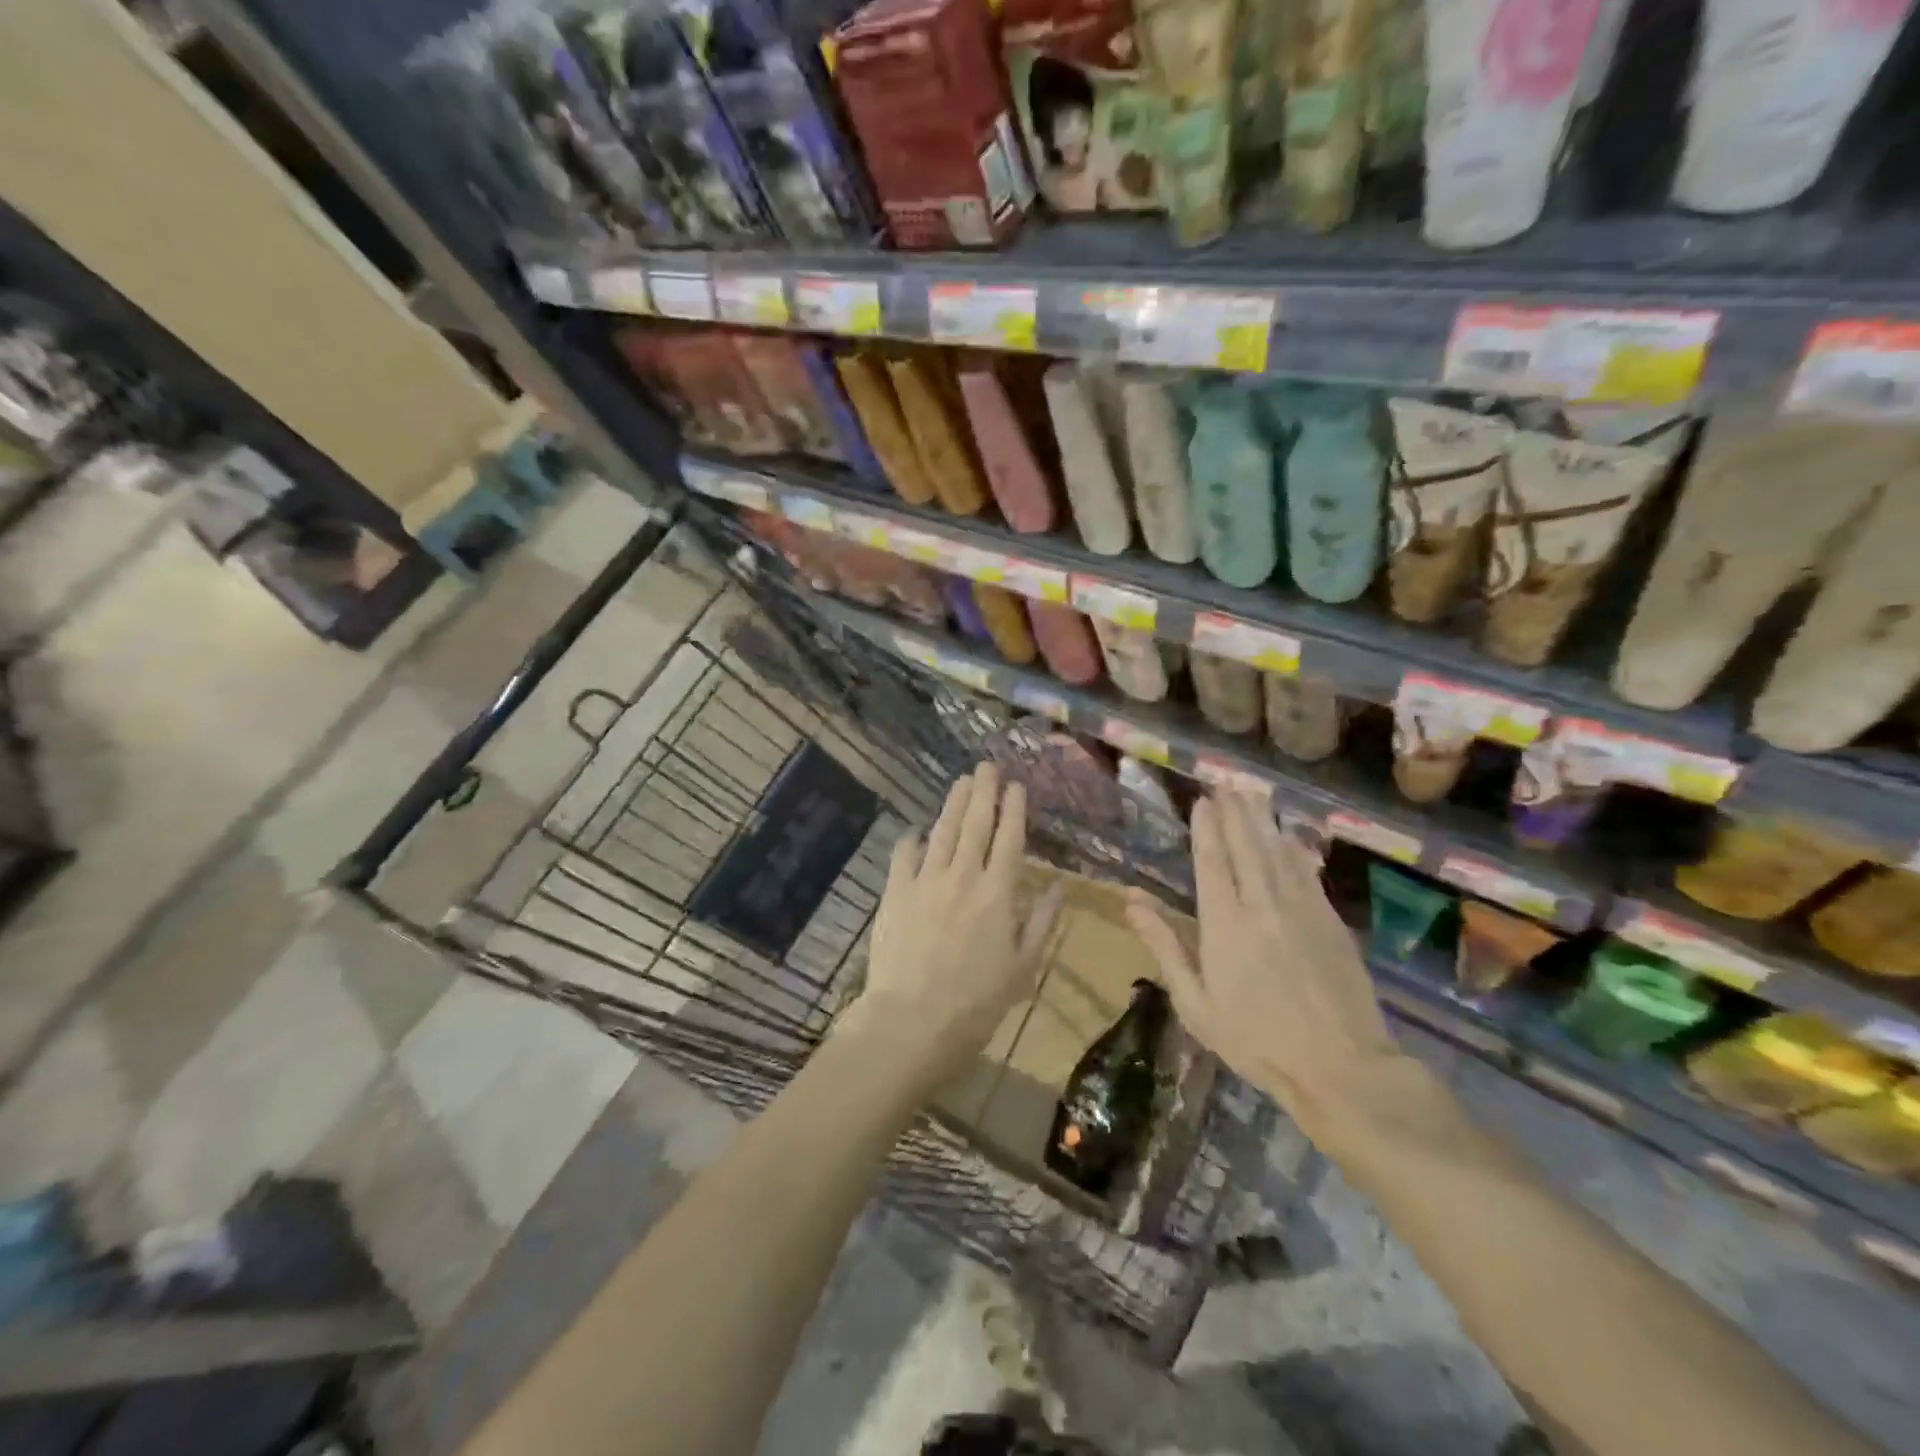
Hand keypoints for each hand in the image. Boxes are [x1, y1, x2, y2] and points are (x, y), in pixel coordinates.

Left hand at [845, 765, 1063, 1090]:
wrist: (913, 1021)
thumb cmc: (977, 1002)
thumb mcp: (1023, 967)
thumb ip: (1042, 922)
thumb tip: (1059, 886)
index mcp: (998, 893)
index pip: (1010, 839)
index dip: (1014, 809)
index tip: (1016, 786)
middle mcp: (963, 876)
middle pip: (975, 824)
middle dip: (983, 792)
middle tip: (986, 766)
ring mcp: (926, 881)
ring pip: (942, 832)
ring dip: (953, 804)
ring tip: (961, 782)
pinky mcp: (895, 893)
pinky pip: (904, 855)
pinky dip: (912, 840)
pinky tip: (917, 832)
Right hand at [1125, 791, 1399, 1134]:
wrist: (1342, 1067)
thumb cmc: (1256, 1041)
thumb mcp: (1196, 1004)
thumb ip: (1165, 946)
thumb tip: (1131, 900)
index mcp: (1225, 926)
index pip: (1212, 862)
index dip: (1206, 829)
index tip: (1202, 801)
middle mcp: (1262, 906)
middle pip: (1247, 846)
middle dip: (1235, 812)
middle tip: (1226, 783)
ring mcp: (1302, 910)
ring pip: (1278, 852)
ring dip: (1263, 820)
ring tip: (1251, 793)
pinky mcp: (1331, 920)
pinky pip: (1307, 872)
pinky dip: (1294, 848)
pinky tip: (1289, 835)